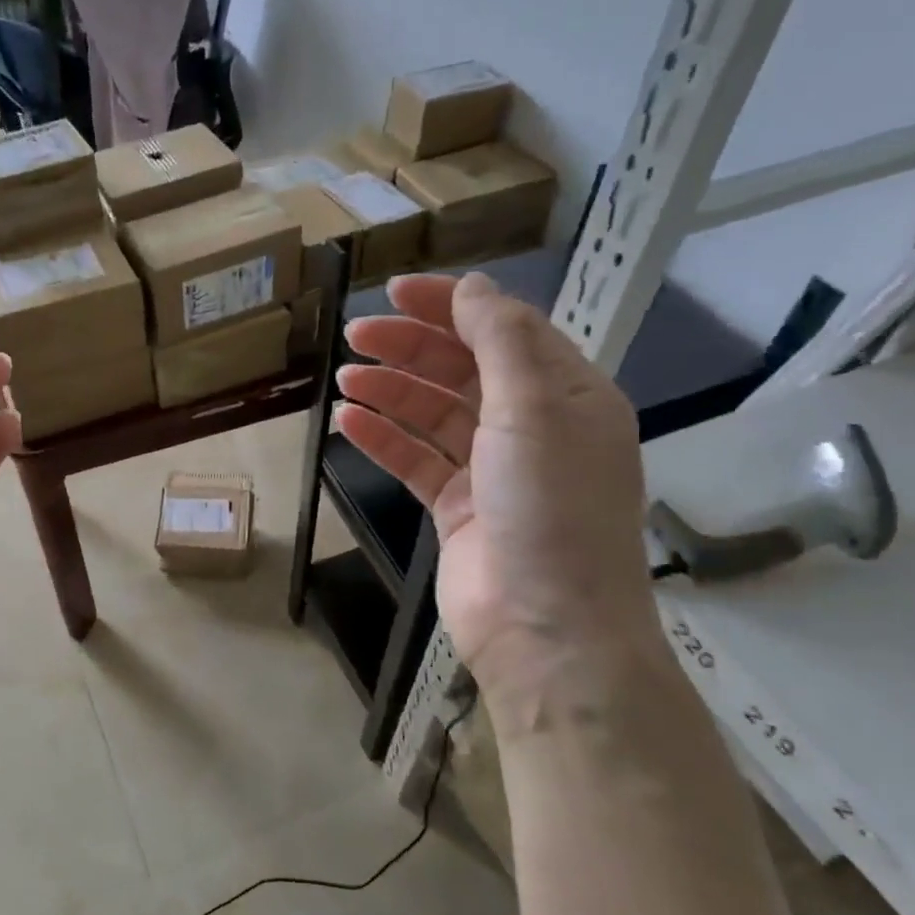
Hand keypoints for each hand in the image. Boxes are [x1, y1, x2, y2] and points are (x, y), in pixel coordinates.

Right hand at [338, 271, 661, 689]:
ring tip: (345, 377)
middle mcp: (533, 428)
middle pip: (464, 369)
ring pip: (434, 414)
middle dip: (411, 347)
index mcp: (568, 397)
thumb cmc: (550, 509)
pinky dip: (384, 439)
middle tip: (355, 335)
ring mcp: (493, 470)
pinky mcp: (458, 507)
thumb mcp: (535, 410)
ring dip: (391, 391)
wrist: (545, 628)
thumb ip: (502, 341)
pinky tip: (348, 422)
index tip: (394, 292)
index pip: (505, 331)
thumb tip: (473, 286)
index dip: (451, 306)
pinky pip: (417, 459)